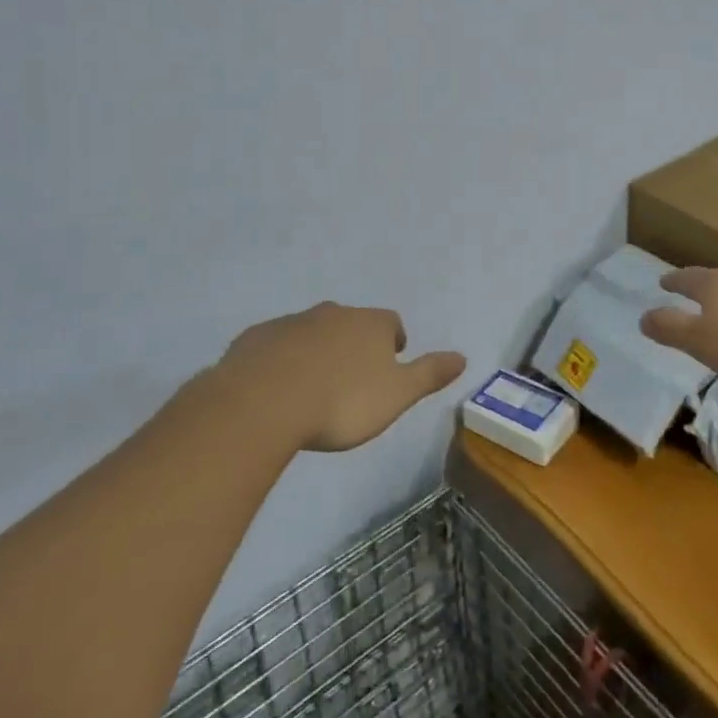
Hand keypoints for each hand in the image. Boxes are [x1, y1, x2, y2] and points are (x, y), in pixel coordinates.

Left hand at [210, 303, 465, 452]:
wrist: (262, 403)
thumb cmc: (341, 402)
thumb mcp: (397, 395)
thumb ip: (429, 374)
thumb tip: (463, 357)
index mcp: (370, 324)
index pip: (391, 323)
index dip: (394, 342)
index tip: (391, 362)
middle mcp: (333, 313)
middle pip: (351, 323)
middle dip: (354, 344)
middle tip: (352, 378)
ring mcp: (291, 323)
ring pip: (312, 332)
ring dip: (317, 351)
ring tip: (314, 386)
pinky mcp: (255, 339)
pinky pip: (275, 345)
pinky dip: (281, 360)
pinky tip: (276, 388)